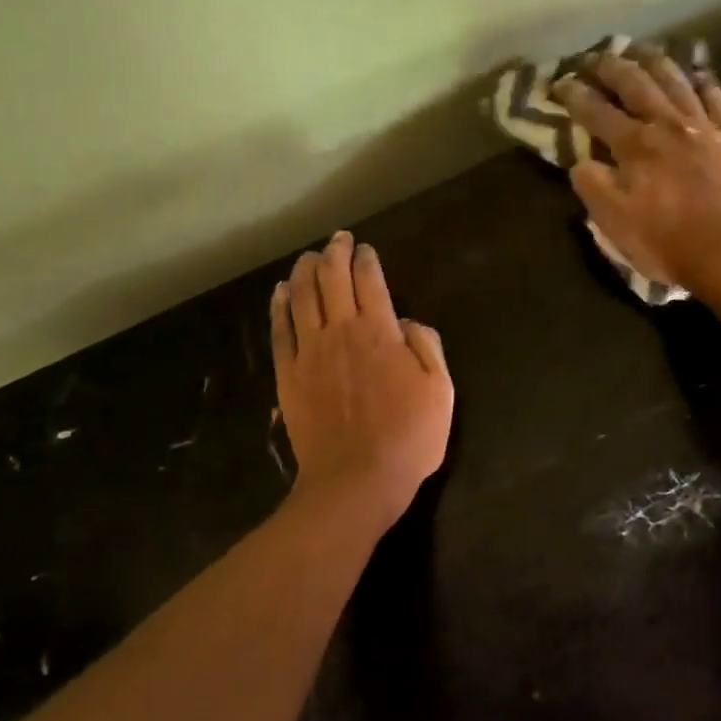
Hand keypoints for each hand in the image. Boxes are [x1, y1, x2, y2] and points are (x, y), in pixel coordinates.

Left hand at [270, 231, 453, 525]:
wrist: (356, 480)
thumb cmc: (408, 438)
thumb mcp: (440, 391)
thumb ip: (426, 347)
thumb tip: (407, 323)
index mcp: (380, 331)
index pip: (370, 280)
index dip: (366, 258)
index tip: (364, 248)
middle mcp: (340, 330)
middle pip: (331, 279)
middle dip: (334, 253)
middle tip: (337, 240)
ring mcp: (309, 352)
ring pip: (301, 296)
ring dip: (304, 271)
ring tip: (307, 258)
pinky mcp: (288, 374)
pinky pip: (280, 330)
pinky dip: (279, 305)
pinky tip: (280, 292)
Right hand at [555, 50, 720, 297]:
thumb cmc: (666, 242)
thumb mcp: (614, 223)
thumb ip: (593, 186)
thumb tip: (580, 161)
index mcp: (634, 146)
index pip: (597, 113)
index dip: (575, 96)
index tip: (560, 83)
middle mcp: (667, 126)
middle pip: (637, 85)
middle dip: (613, 68)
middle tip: (598, 57)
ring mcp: (705, 128)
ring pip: (677, 82)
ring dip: (656, 63)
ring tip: (643, 51)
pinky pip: (719, 101)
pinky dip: (705, 85)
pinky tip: (699, 77)